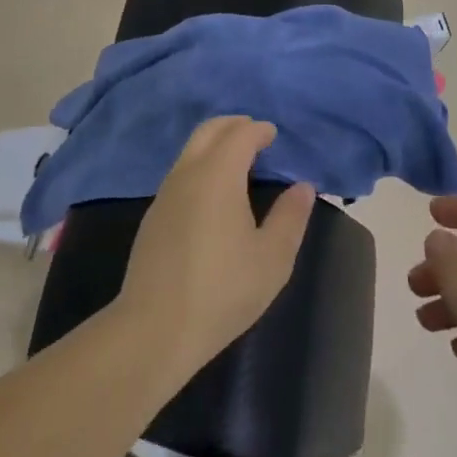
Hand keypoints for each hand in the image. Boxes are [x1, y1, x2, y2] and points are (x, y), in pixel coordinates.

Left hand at [116, 117, 314, 380]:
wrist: (154, 330)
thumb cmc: (222, 290)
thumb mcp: (272, 258)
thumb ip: (290, 217)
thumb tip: (303, 187)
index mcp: (218, 175)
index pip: (240, 134)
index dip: (259, 130)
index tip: (274, 136)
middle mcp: (188, 173)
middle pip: (209, 130)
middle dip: (234, 126)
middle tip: (257, 136)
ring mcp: (165, 194)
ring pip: (191, 150)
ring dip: (215, 145)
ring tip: (240, 164)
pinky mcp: (153, 216)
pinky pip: (181, 172)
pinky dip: (201, 165)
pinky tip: (214, 195)